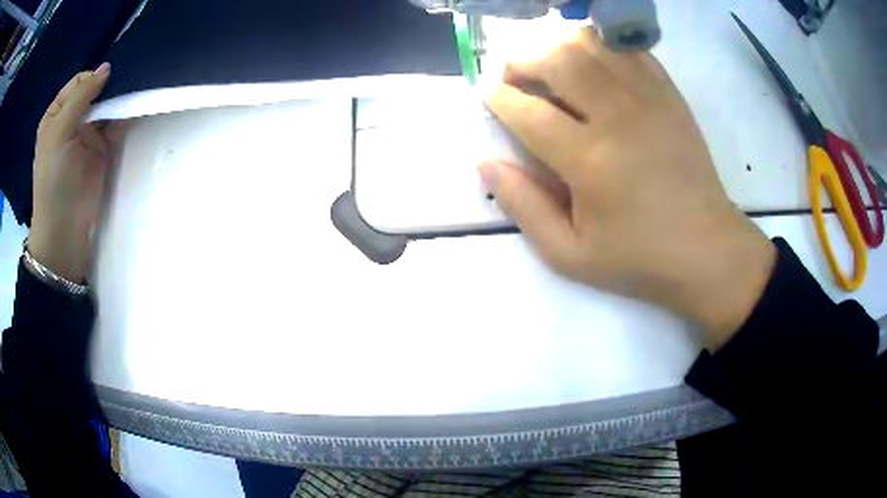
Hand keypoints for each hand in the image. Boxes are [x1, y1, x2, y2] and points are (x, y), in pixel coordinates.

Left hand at [29, 63, 123, 282]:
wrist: (64, 229)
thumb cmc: (53, 180)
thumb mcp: (59, 133)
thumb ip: (80, 98)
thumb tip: (106, 67)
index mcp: (57, 114)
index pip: (79, 82)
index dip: (93, 77)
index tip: (108, 78)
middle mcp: (73, 119)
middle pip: (95, 91)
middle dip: (109, 85)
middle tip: (127, 78)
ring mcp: (88, 134)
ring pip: (107, 105)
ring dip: (119, 98)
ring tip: (136, 87)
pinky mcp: (103, 148)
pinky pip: (116, 124)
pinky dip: (126, 114)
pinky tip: (136, 104)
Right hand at [480, 29, 775, 349]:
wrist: (707, 250)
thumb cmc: (639, 258)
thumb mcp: (569, 255)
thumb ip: (523, 207)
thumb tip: (484, 163)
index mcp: (590, 162)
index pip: (528, 110)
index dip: (497, 97)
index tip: (486, 95)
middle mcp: (618, 117)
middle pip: (557, 60)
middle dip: (522, 61)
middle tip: (514, 78)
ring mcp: (649, 99)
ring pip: (591, 44)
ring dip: (558, 47)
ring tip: (550, 67)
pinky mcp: (669, 95)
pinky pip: (627, 49)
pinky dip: (599, 46)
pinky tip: (592, 64)